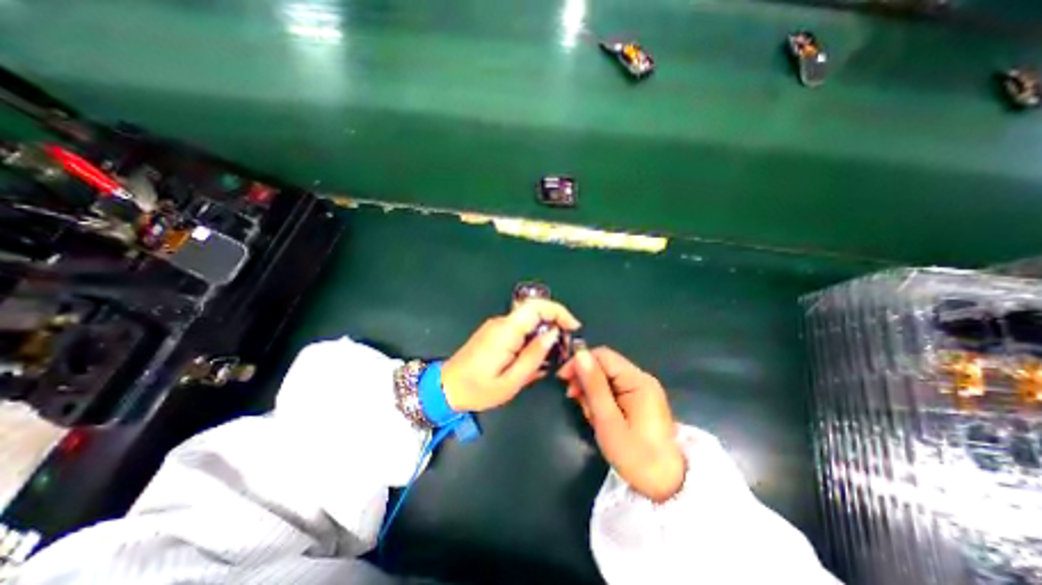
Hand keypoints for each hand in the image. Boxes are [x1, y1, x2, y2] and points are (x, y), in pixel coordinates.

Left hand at [442, 302, 581, 411]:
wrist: (446, 387)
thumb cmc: (478, 389)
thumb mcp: (512, 381)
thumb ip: (534, 356)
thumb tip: (553, 334)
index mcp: (506, 331)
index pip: (536, 307)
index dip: (559, 311)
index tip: (573, 326)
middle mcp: (501, 322)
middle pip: (534, 310)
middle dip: (555, 322)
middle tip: (565, 344)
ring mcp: (496, 325)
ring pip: (528, 320)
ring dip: (544, 331)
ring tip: (552, 355)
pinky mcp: (494, 331)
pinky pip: (519, 328)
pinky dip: (533, 337)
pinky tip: (534, 356)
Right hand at [557, 346, 690, 501]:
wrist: (667, 486)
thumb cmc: (636, 456)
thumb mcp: (608, 422)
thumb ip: (594, 386)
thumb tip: (579, 354)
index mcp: (637, 381)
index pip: (603, 355)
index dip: (580, 362)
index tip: (563, 379)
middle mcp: (641, 378)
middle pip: (604, 365)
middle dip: (585, 379)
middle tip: (575, 401)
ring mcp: (642, 388)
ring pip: (606, 377)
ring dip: (592, 391)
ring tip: (589, 414)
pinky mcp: (639, 399)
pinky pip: (613, 388)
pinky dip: (601, 398)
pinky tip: (598, 415)